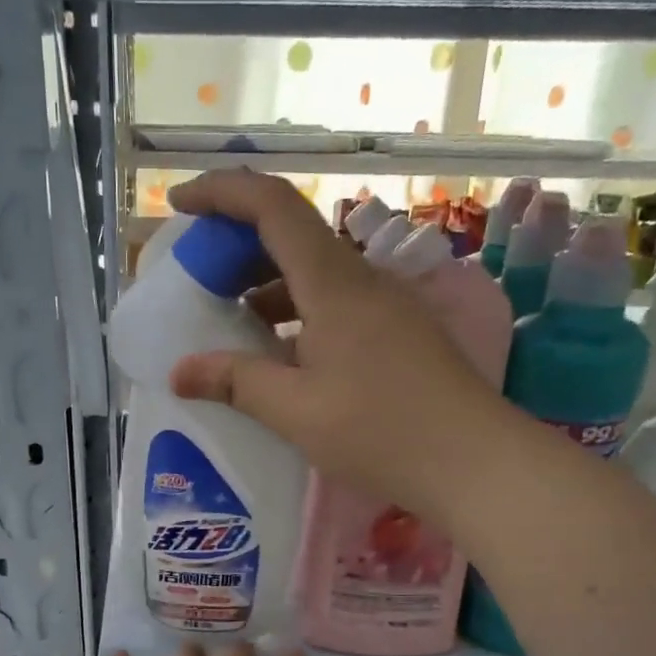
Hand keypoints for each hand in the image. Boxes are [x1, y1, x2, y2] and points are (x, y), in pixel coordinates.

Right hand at [167, 170, 508, 529]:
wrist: (475, 463)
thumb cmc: (381, 431)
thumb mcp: (296, 410)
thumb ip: (236, 382)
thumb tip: (179, 373)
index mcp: (334, 282)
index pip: (272, 206)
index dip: (222, 192)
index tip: (180, 205)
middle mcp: (362, 280)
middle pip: (293, 235)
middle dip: (238, 245)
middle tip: (199, 278)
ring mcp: (386, 305)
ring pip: (315, 273)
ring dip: (267, 285)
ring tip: (230, 322)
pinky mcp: (399, 333)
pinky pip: (336, 304)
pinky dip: (297, 314)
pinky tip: (281, 354)